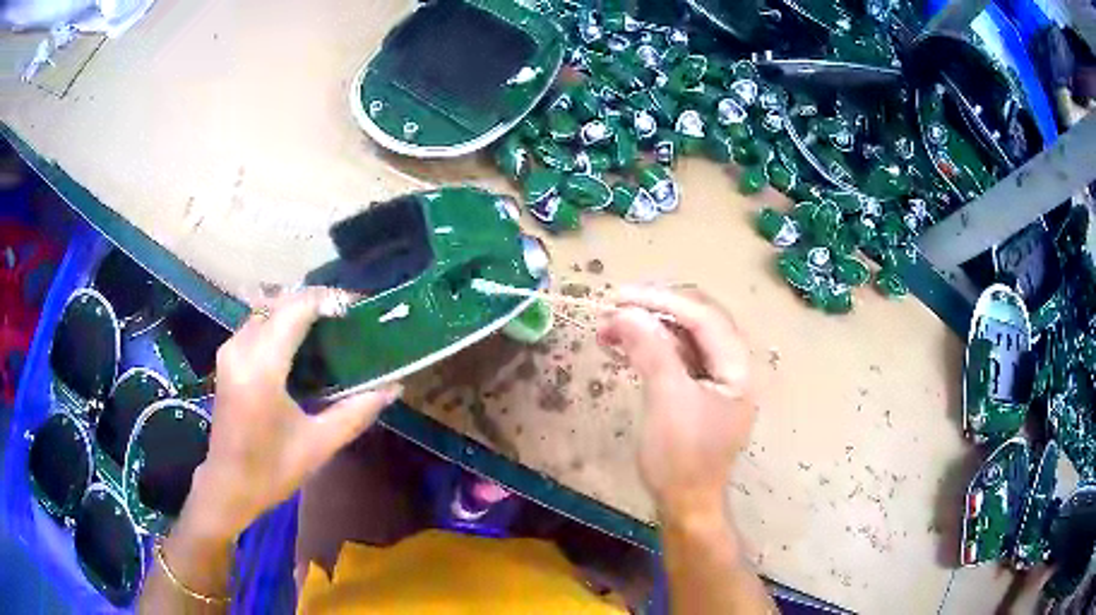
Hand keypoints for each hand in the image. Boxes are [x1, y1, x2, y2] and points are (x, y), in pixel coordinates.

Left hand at [182, 287, 401, 540]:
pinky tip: (301, 342)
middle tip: (348, 318)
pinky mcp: (227, 357)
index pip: (296, 309)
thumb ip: (356, 412)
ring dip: (297, 310)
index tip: (358, 307)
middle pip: (280, 302)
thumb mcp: (319, 444)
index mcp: (262, 369)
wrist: (228, 486)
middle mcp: (241, 349)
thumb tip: (394, 388)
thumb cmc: (272, 470)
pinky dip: (281, 321)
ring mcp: (230, 350)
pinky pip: (257, 323)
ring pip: (267, 309)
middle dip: (316, 302)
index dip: (328, 299)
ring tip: (329, 327)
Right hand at [598, 286, 755, 520]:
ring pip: (683, 337)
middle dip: (653, 310)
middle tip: (612, 309)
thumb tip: (625, 312)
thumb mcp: (667, 401)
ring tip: (608, 328)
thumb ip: (651, 350)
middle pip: (696, 320)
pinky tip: (622, 346)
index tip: (619, 297)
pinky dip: (649, 348)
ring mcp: (715, 378)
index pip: (703, 316)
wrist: (685, 504)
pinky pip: (675, 356)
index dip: (661, 300)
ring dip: (647, 327)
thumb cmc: (681, 458)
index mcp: (737, 366)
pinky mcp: (697, 390)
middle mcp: (732, 365)